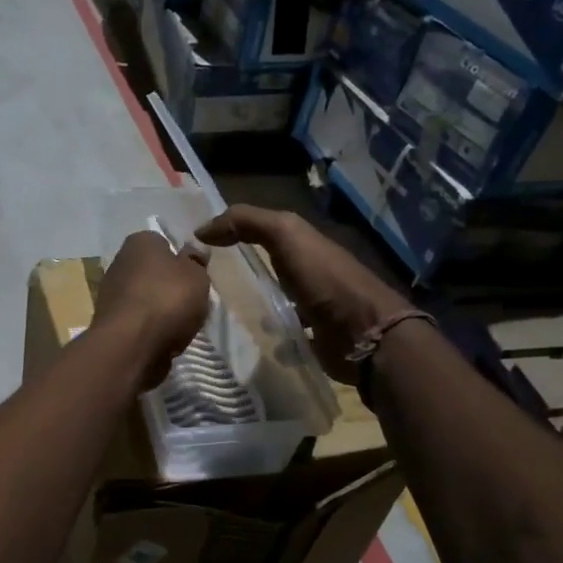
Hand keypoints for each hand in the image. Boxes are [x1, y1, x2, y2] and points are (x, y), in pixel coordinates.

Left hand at [94, 231, 210, 387]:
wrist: (130, 344)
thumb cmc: (167, 300)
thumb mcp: (197, 276)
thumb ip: (196, 262)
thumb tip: (193, 251)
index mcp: (140, 242)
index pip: (164, 243)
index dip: (181, 259)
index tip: (194, 276)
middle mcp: (120, 261)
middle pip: (153, 272)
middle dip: (170, 286)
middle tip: (190, 302)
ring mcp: (111, 293)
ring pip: (145, 298)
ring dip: (160, 309)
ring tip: (179, 325)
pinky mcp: (109, 321)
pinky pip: (138, 320)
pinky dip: (149, 328)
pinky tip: (163, 339)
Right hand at [197, 206, 412, 378]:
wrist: (364, 333)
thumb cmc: (324, 279)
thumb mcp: (286, 235)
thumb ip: (247, 222)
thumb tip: (202, 229)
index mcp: (304, 243)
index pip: (262, 230)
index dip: (232, 232)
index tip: (198, 245)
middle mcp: (310, 271)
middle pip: (269, 266)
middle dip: (241, 271)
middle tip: (202, 282)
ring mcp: (315, 307)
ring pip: (277, 299)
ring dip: (255, 304)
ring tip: (221, 313)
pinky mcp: (315, 338)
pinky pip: (285, 332)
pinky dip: (270, 335)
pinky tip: (251, 339)